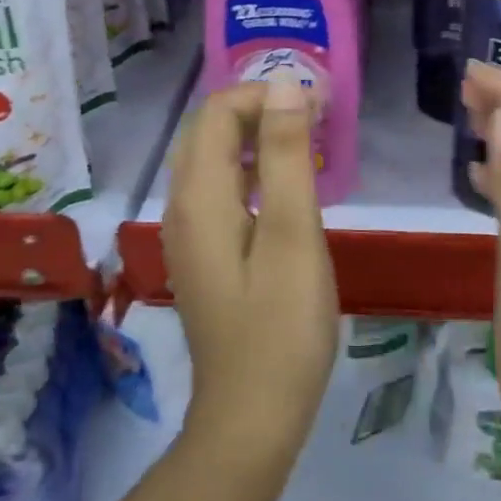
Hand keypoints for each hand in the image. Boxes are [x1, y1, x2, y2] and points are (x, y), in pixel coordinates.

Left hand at [161, 79, 339, 459]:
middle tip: (316, 119)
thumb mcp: (293, 235)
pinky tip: (286, 188)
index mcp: (199, 196)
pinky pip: (220, 190)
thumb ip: (286, 156)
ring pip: (212, 160)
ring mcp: (188, 233)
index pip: (217, 112)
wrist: (252, 415)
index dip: (265, 94)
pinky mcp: (204, 255)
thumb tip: (286, 86)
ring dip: (255, 138)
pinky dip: (251, 170)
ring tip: (307, 143)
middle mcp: (182, 206)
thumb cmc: (282, 326)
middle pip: (208, 131)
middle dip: (259, 109)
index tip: (318, 106)